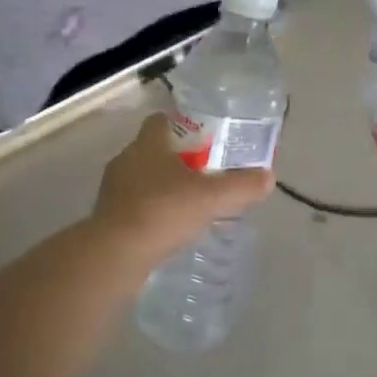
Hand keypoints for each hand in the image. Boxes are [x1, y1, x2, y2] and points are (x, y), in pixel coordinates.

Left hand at [93, 112, 275, 258]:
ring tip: (191, 203)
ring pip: (143, 179)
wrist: (114, 255)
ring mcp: (113, 190)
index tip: (205, 138)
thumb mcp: (211, 198)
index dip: (183, 125)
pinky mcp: (107, 218)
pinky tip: (171, 228)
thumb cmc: (162, 212)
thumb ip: (241, 186)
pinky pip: (134, 206)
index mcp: (147, 144)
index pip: (161, 120)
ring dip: (164, 187)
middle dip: (178, 159)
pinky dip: (152, 212)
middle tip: (206, 173)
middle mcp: (126, 160)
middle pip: (154, 150)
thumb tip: (268, 177)